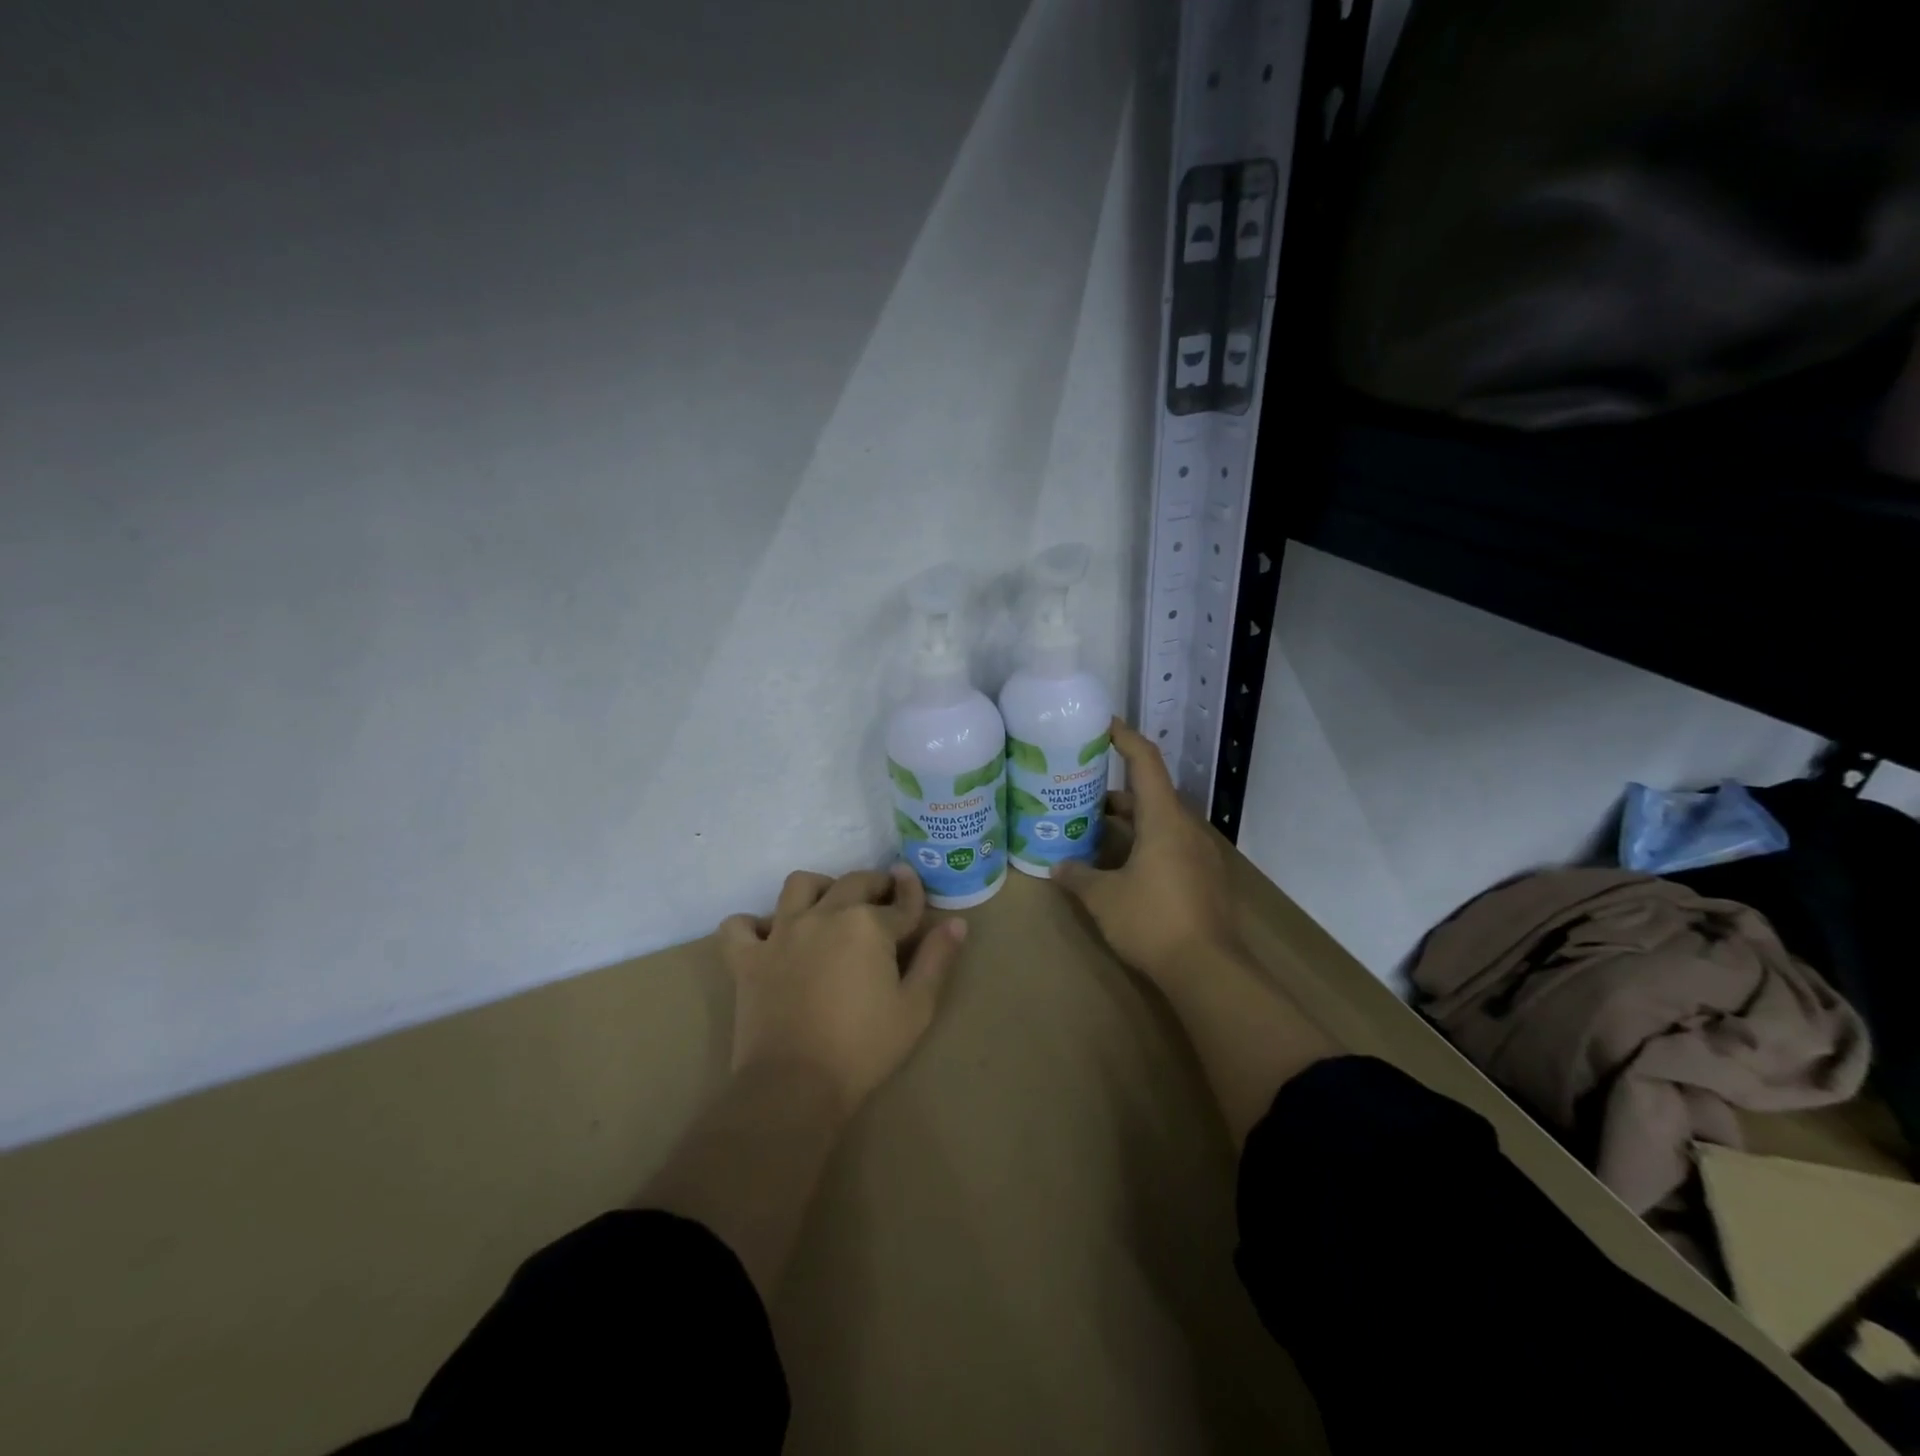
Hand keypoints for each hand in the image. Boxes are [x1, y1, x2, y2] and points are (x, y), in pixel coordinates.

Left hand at [718, 864, 965, 1119]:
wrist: (795, 1085)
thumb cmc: (864, 1048)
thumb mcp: (916, 1007)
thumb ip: (937, 959)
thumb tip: (956, 923)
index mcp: (868, 924)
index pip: (900, 902)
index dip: (913, 894)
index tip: (914, 886)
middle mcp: (825, 914)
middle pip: (854, 882)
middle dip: (875, 884)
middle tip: (883, 899)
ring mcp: (781, 933)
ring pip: (799, 886)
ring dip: (819, 887)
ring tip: (829, 905)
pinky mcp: (748, 958)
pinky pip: (739, 926)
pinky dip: (751, 925)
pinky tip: (766, 935)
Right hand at [1054, 717, 1241, 986]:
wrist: (1210, 970)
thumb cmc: (1152, 921)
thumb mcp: (1103, 898)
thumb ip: (1077, 877)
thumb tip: (1056, 867)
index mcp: (1164, 819)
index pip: (1145, 761)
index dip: (1124, 737)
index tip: (1102, 724)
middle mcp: (1186, 828)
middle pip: (1150, 794)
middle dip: (1114, 792)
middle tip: (1080, 793)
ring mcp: (1201, 853)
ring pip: (1160, 822)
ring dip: (1130, 821)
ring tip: (1093, 830)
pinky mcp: (1206, 877)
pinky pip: (1171, 845)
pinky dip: (1145, 843)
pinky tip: (1122, 866)